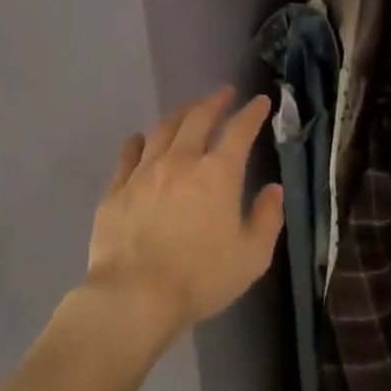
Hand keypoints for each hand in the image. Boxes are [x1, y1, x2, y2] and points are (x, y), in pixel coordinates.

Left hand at [85, 86, 284, 342]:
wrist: (134, 296)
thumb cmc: (200, 278)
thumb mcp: (251, 256)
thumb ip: (267, 218)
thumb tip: (273, 189)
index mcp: (218, 173)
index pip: (239, 130)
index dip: (252, 113)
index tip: (260, 101)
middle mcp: (181, 161)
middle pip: (198, 118)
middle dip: (214, 101)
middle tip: (223, 94)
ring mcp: (144, 171)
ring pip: (163, 129)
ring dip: (180, 114)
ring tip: (188, 110)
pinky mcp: (116, 189)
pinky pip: (128, 153)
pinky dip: (139, 141)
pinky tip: (141, 139)